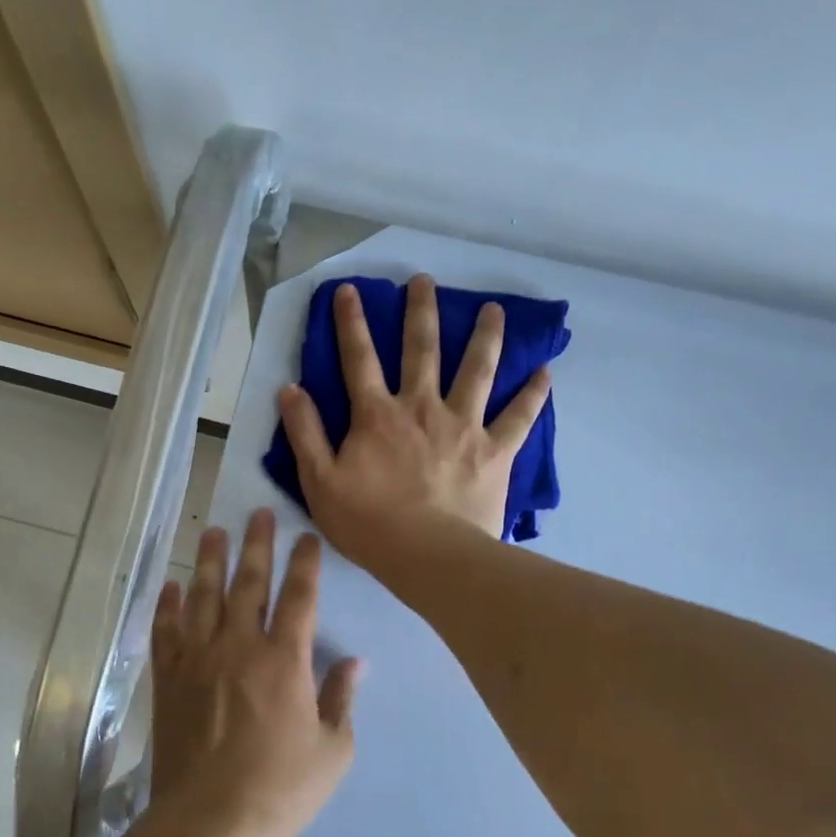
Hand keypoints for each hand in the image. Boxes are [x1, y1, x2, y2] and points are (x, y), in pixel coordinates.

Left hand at [149, 508, 360, 836]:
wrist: (210, 821)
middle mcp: (240, 646)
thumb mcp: (332, 750)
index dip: (305, 563)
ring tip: (215, 531)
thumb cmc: (280, 789)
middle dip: (257, 544)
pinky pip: (167, 630)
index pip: (299, 597)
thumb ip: (341, 699)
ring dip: (211, 560)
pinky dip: (169, 605)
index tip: (306, 538)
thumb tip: (355, 662)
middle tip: (259, 513)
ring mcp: (198, 658)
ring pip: (204, 596)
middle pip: (249, 582)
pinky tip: (172, 585)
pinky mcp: (169, 678)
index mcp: (285, 660)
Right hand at [277, 274, 551, 567]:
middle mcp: (422, 407)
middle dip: (420, 312)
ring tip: (494, 310)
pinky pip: (519, 417)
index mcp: (377, 415)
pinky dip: (533, 394)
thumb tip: (290, 389)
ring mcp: (463, 426)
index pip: (359, 359)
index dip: (351, 322)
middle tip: (424, 281)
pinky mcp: (495, 450)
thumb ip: (305, 433)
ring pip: (476, 370)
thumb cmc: (368, 523)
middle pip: (421, 350)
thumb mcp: (319, 482)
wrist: (428, 556)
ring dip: (484, 337)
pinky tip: (545, 372)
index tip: (350, 290)